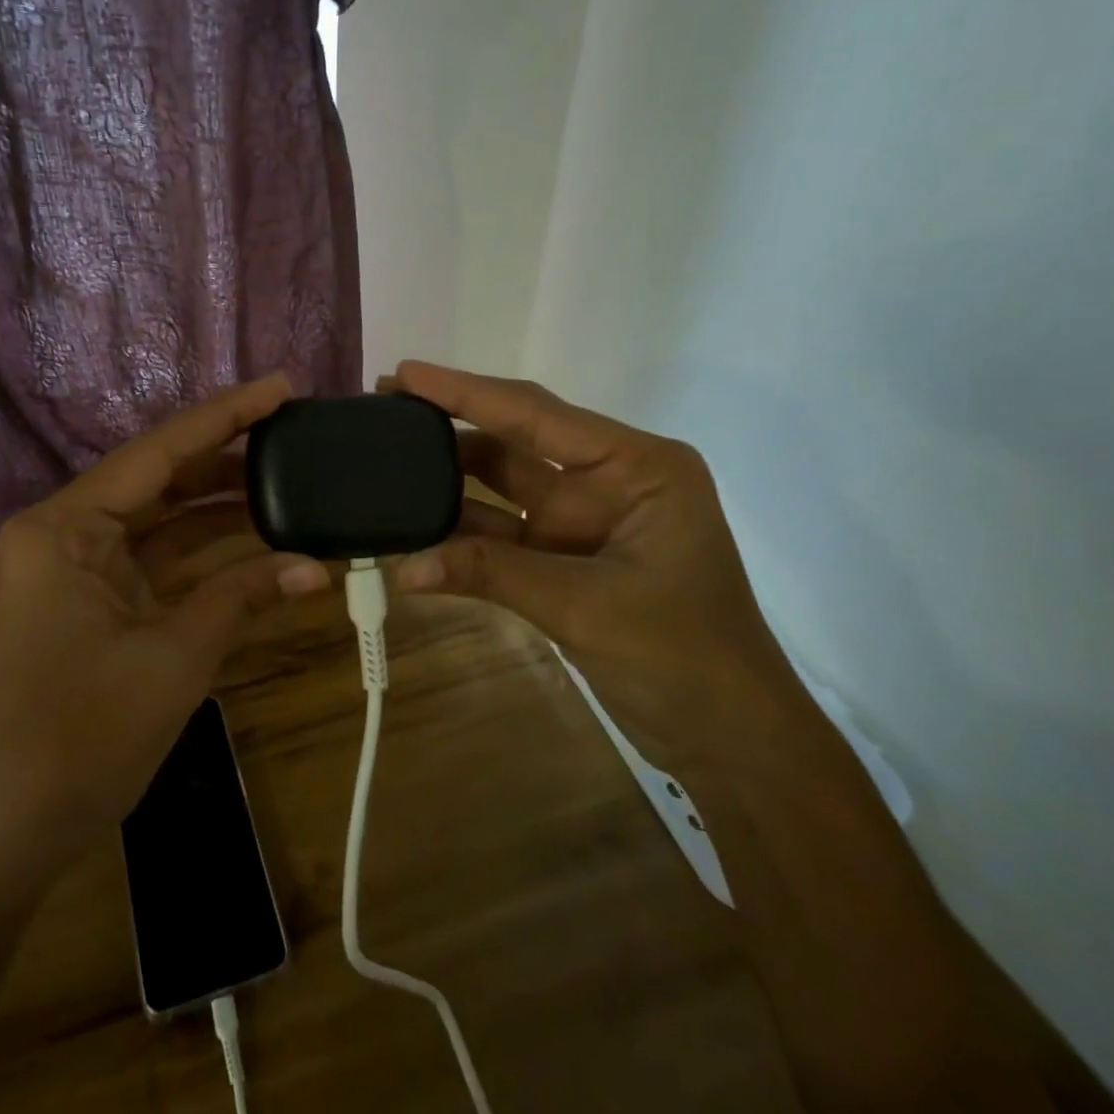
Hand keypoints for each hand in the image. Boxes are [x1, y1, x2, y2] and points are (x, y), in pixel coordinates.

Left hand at [0, 374, 329, 865]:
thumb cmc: (81, 739)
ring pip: (160, 521)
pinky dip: (203, 556)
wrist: (9, 835)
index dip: (225, 417)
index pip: (158, 453)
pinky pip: (154, 561)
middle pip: (159, 480)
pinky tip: (257, 542)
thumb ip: (242, 597)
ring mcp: (74, 569)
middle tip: (295, 435)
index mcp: (63, 529)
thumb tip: (313, 567)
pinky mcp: (90, 602)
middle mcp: (63, 533)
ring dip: (220, 509)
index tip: (280, 387)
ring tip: (289, 481)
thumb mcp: (174, 658)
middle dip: (227, 460)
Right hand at [386, 361, 813, 773]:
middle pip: (514, 441)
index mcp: (635, 466)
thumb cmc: (686, 657)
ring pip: (501, 487)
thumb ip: (492, 574)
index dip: (465, 392)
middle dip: (450, 424)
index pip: (536, 414)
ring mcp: (582, 521)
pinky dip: (459, 534)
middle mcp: (606, 480)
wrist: (730, 741)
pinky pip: (500, 534)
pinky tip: (412, 529)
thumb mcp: (585, 606)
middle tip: (383, 406)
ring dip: (447, 479)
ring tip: (384, 460)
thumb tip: (402, 568)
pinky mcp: (563, 560)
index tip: (405, 372)